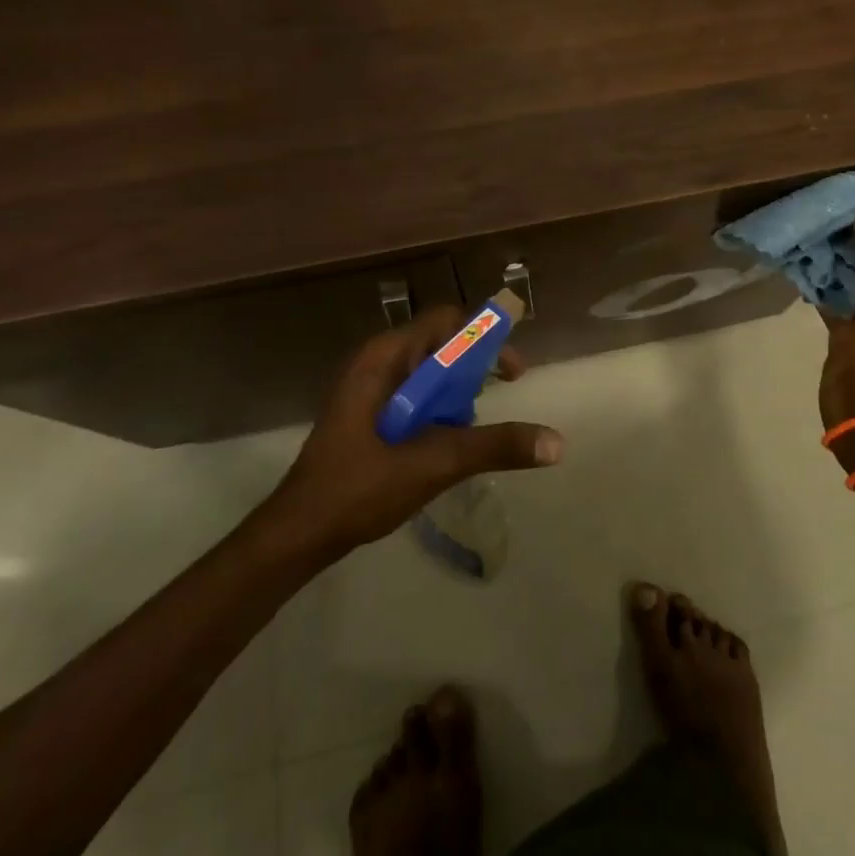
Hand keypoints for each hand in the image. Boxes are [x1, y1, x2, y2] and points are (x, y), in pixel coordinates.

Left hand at [256, 307, 563, 560]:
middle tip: (497, 399)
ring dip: (456, 392)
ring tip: (468, 428)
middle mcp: (375, 361)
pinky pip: (413, 393)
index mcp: (384, 357)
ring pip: (427, 371)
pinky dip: (436, 408)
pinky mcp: (365, 411)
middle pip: (439, 344)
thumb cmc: (359, 488)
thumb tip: (556, 442)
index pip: (446, 321)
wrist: (297, 534)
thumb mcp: (434, 463)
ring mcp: (367, 387)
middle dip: (473, 368)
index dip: (485, 337)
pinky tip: (443, 443)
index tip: (511, 371)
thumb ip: (494, 446)